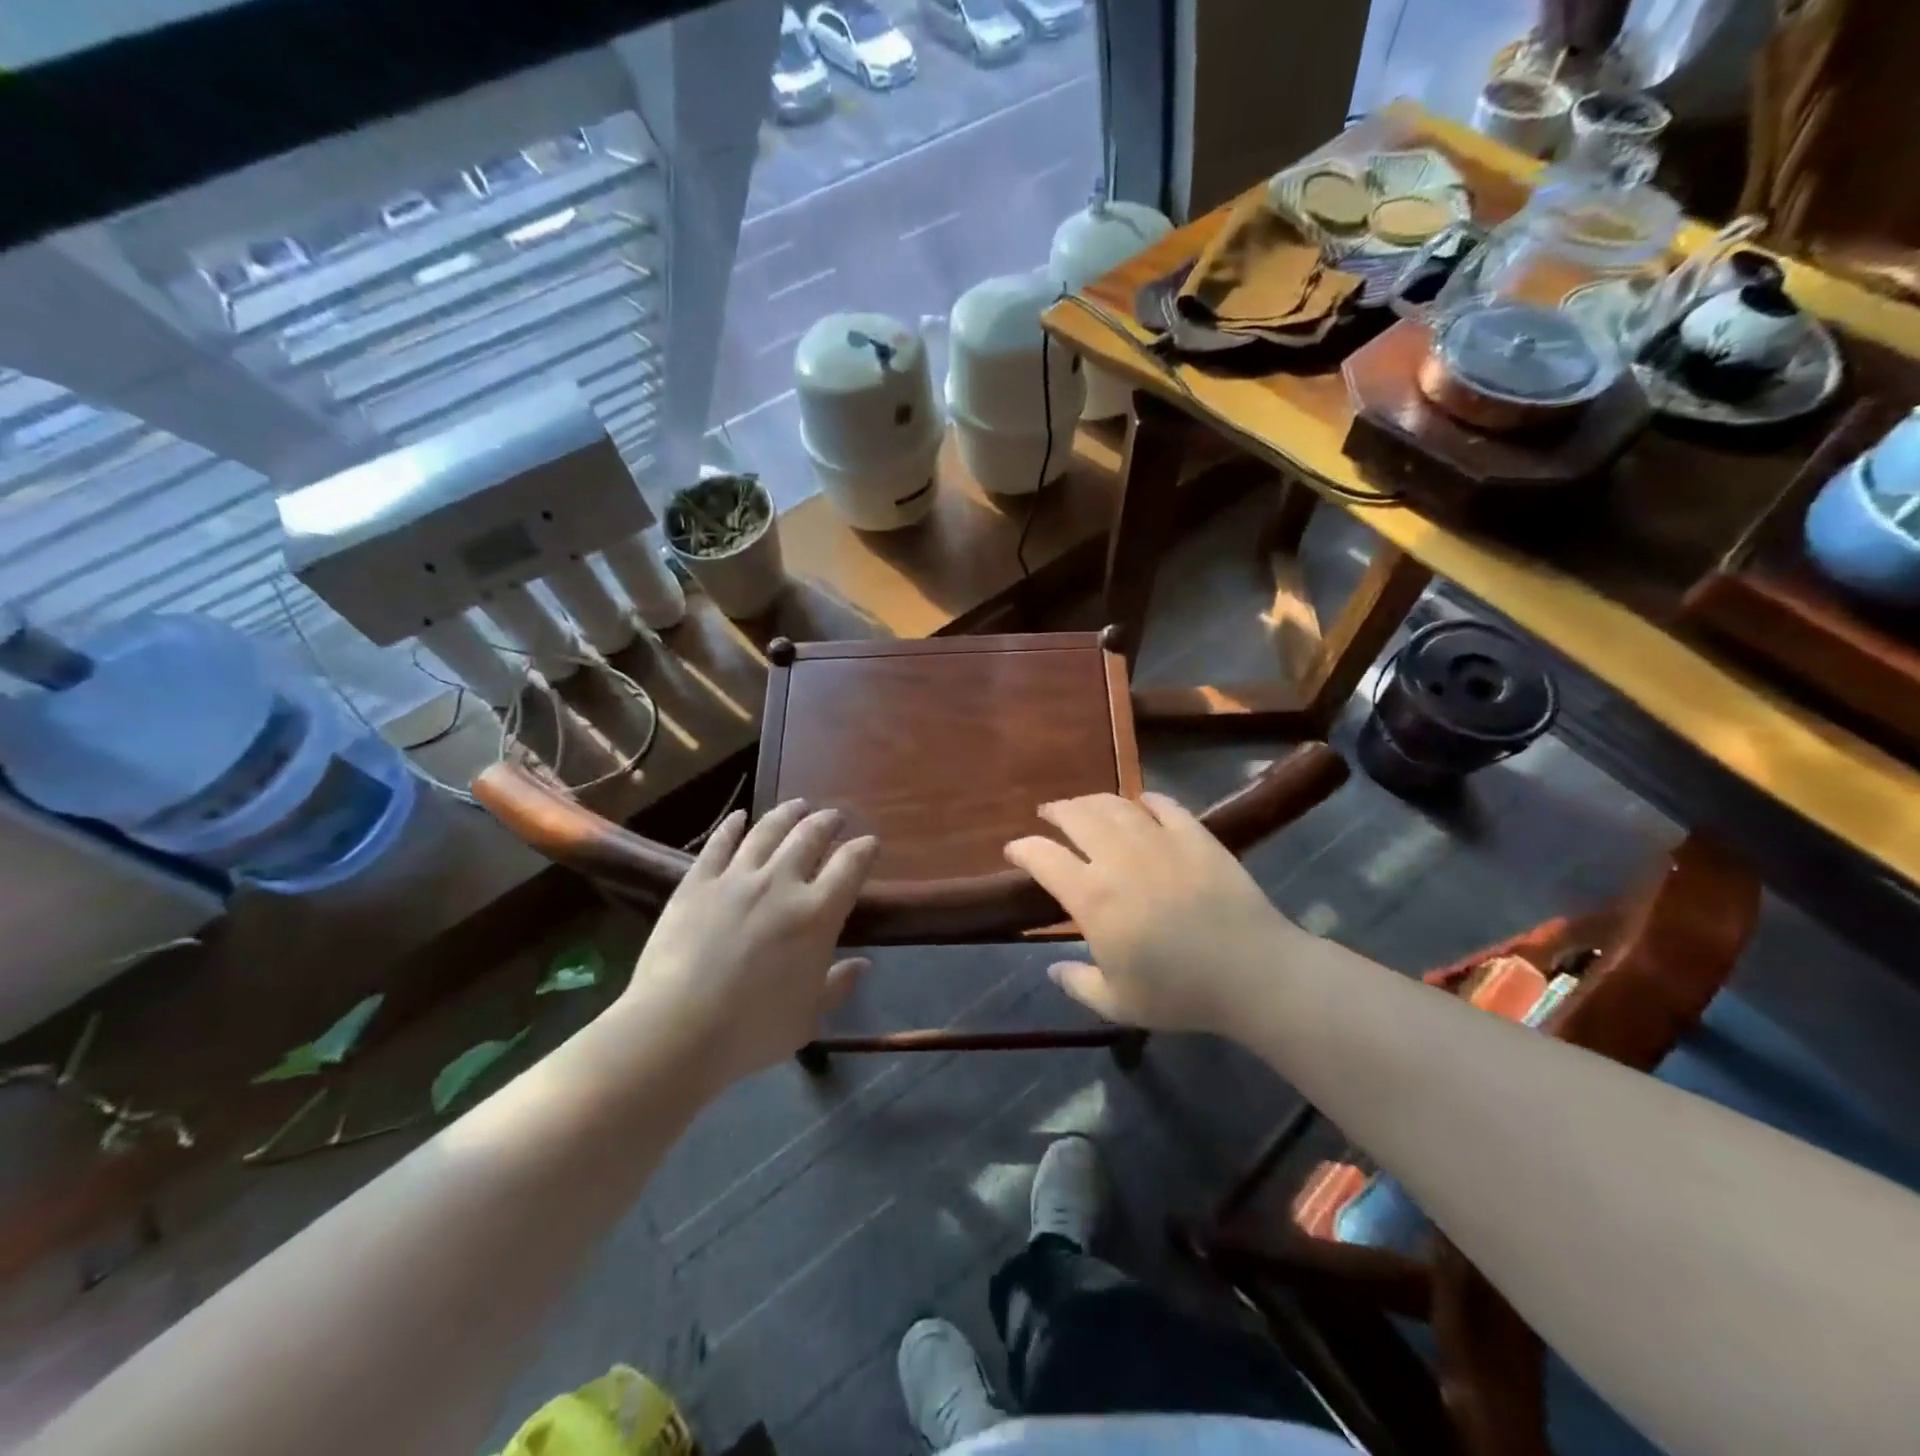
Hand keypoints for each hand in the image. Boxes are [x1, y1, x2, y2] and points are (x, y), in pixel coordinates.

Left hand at [622, 800, 876, 1084]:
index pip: (851, 865)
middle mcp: (781, 883)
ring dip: (788, 813)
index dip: (865, 849)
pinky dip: (732, 826)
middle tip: (834, 817)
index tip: (870, 843)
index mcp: (817, 914)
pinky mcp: (697, 883)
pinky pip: (719, 844)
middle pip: (811, 836)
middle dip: (828, 822)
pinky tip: (739, 817)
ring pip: (768, 830)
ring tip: (799, 805)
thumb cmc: (752, 1030)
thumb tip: (862, 965)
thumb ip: (838, 986)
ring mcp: (736, 878)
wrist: (677, 1030)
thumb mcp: (808, 1017)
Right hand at [1004, 792, 1293, 1034]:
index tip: (1013, 850)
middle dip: (1056, 812)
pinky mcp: (1195, 836)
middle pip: (1077, 817)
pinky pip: (1164, 805)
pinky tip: (1141, 803)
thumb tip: (1053, 969)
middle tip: (1048, 814)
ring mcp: (1159, 841)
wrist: (1253, 972)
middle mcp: (1118, 858)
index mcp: (1093, 897)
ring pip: (1115, 805)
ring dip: (1093, 801)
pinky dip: (1146, 800)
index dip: (1022, 849)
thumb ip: (1078, 984)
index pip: (1043, 858)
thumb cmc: (1180, 993)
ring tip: (1085, 805)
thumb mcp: (1118, 1003)